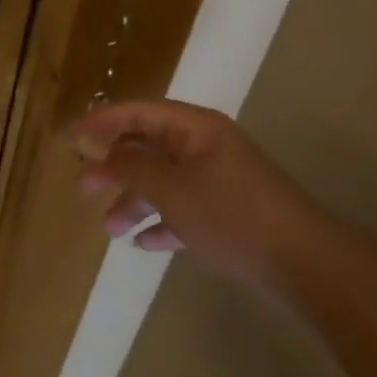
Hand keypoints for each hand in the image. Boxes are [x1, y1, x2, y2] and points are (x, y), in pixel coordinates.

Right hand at [73, 99, 314, 278]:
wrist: (305, 263)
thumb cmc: (230, 214)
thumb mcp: (171, 188)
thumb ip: (131, 167)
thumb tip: (103, 153)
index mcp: (194, 128)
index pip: (138, 113)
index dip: (102, 122)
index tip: (72, 137)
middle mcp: (206, 147)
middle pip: (149, 148)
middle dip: (115, 168)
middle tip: (83, 188)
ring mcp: (220, 179)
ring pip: (164, 182)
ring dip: (135, 201)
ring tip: (109, 229)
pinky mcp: (230, 212)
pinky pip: (185, 208)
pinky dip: (163, 221)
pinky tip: (145, 243)